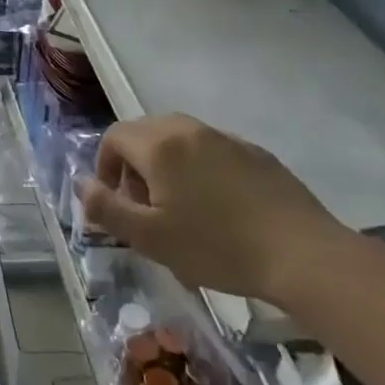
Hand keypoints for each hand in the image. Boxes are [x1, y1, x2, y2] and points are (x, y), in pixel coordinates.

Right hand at [78, 114, 343, 302]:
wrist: (302, 254)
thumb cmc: (217, 247)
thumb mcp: (150, 238)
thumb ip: (106, 207)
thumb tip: (81, 183)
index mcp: (159, 146)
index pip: (115, 137)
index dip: (105, 165)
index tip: (116, 201)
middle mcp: (189, 130)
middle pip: (145, 132)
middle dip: (134, 164)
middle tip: (145, 207)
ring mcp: (226, 138)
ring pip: (180, 139)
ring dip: (166, 165)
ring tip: (179, 208)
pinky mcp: (255, 153)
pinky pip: (211, 150)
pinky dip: (199, 168)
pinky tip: (218, 208)